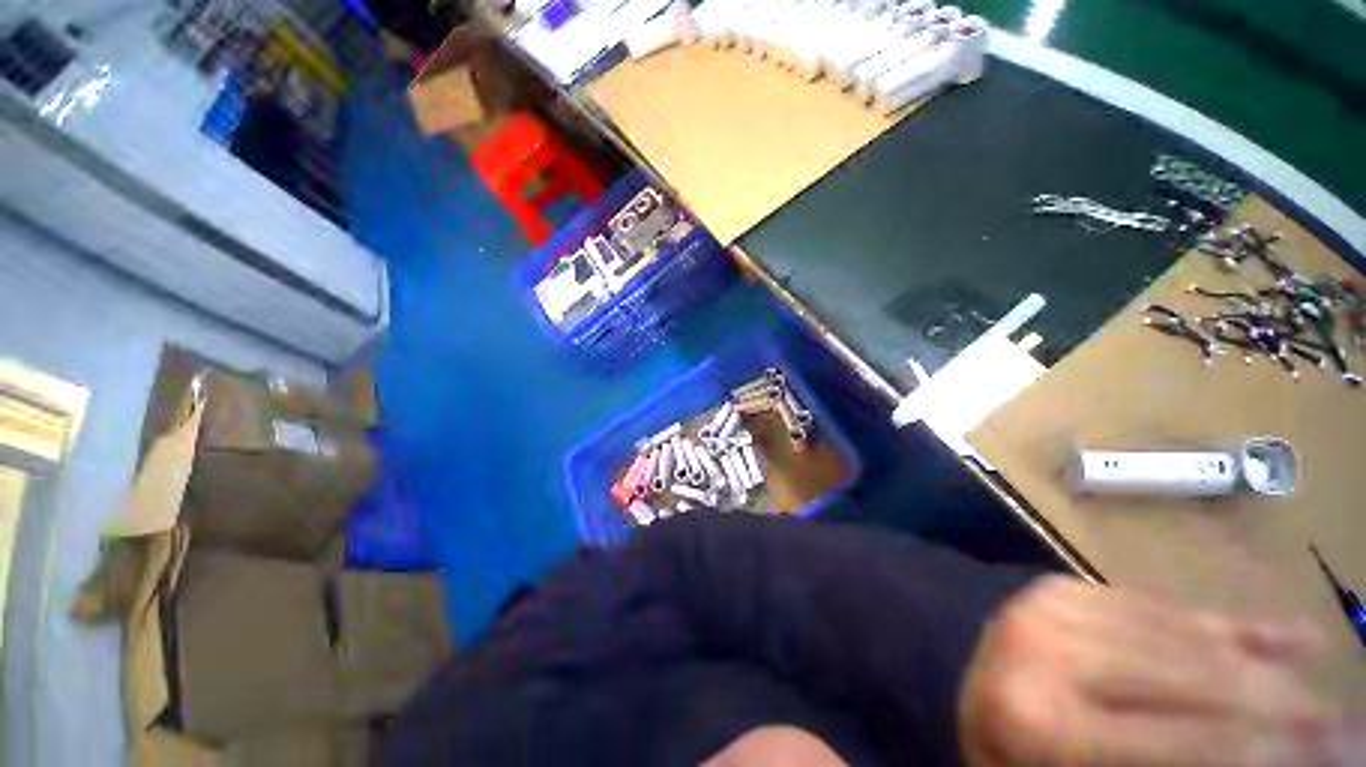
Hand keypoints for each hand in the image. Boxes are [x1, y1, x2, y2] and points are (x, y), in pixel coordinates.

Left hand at [959, 576, 1355, 765]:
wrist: (943, 668)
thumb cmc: (1002, 748)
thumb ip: (1157, 763)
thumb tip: (1248, 756)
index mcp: (1039, 722)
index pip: (1190, 745)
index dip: (1277, 752)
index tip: (1347, 755)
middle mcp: (1050, 652)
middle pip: (1201, 685)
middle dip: (1291, 713)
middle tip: (1352, 734)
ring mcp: (1054, 607)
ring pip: (1194, 640)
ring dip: (1273, 672)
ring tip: (1329, 699)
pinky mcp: (1063, 586)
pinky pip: (1164, 608)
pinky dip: (1234, 629)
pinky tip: (1291, 639)